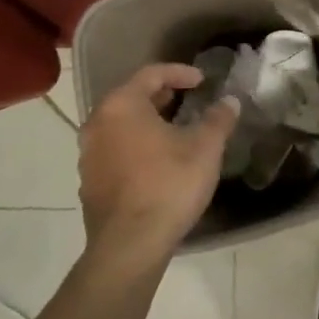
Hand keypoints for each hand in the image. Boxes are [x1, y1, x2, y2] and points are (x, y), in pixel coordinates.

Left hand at [79, 64, 238, 268]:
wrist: (130, 245)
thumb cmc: (168, 185)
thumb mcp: (205, 148)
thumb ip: (218, 119)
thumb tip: (229, 101)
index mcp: (122, 106)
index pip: (151, 74)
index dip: (180, 72)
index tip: (202, 80)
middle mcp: (97, 124)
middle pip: (132, 98)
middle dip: (162, 96)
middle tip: (189, 100)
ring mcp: (88, 155)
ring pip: (121, 126)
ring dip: (148, 123)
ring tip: (175, 131)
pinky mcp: (89, 182)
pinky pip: (115, 151)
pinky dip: (136, 146)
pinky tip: (158, 162)